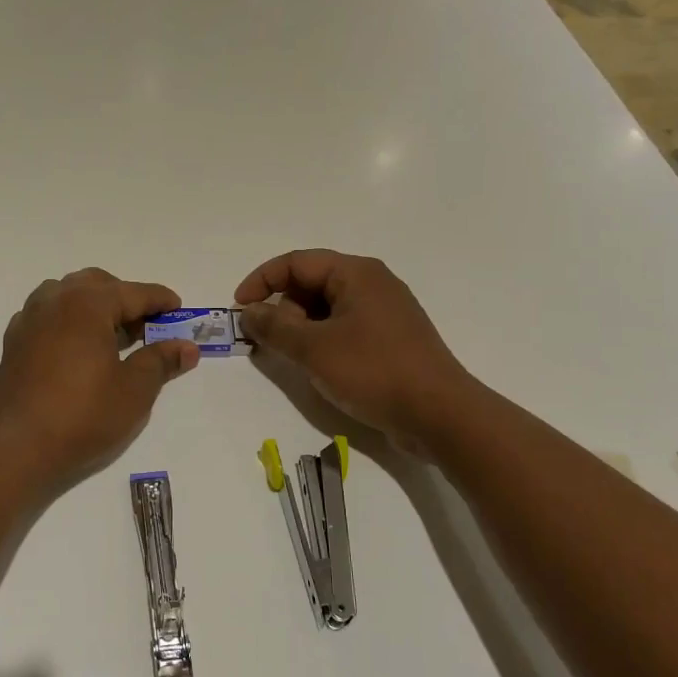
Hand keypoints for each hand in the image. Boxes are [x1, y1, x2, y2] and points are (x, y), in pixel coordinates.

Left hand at [0, 269, 199, 487]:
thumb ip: (161, 360)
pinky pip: (48, 315)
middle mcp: (55, 300)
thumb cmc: (83, 415)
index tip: (179, 308)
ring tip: (112, 336)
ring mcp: (29, 319)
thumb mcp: (135, 390)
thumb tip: (187, 347)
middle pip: (97, 285)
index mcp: (87, 304)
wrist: (18, 448)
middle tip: (146, 326)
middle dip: (125, 298)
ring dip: (94, 306)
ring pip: (68, 295)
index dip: (160, 300)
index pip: (133, 292)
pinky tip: (78, 349)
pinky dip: (69, 320)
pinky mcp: (15, 341)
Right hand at [235, 250, 475, 454]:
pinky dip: (322, 340)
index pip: (296, 262)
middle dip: (282, 308)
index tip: (239, 309)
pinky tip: (318, 367)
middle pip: (311, 283)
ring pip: (327, 308)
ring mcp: (384, 312)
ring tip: (292, 359)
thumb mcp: (313, 348)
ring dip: (301, 328)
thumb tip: (247, 312)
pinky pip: (344, 328)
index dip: (261, 281)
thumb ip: (274, 326)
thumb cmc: (373, 371)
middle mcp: (372, 283)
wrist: (439, 414)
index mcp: (356, 273)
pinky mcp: (390, 339)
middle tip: (269, 341)